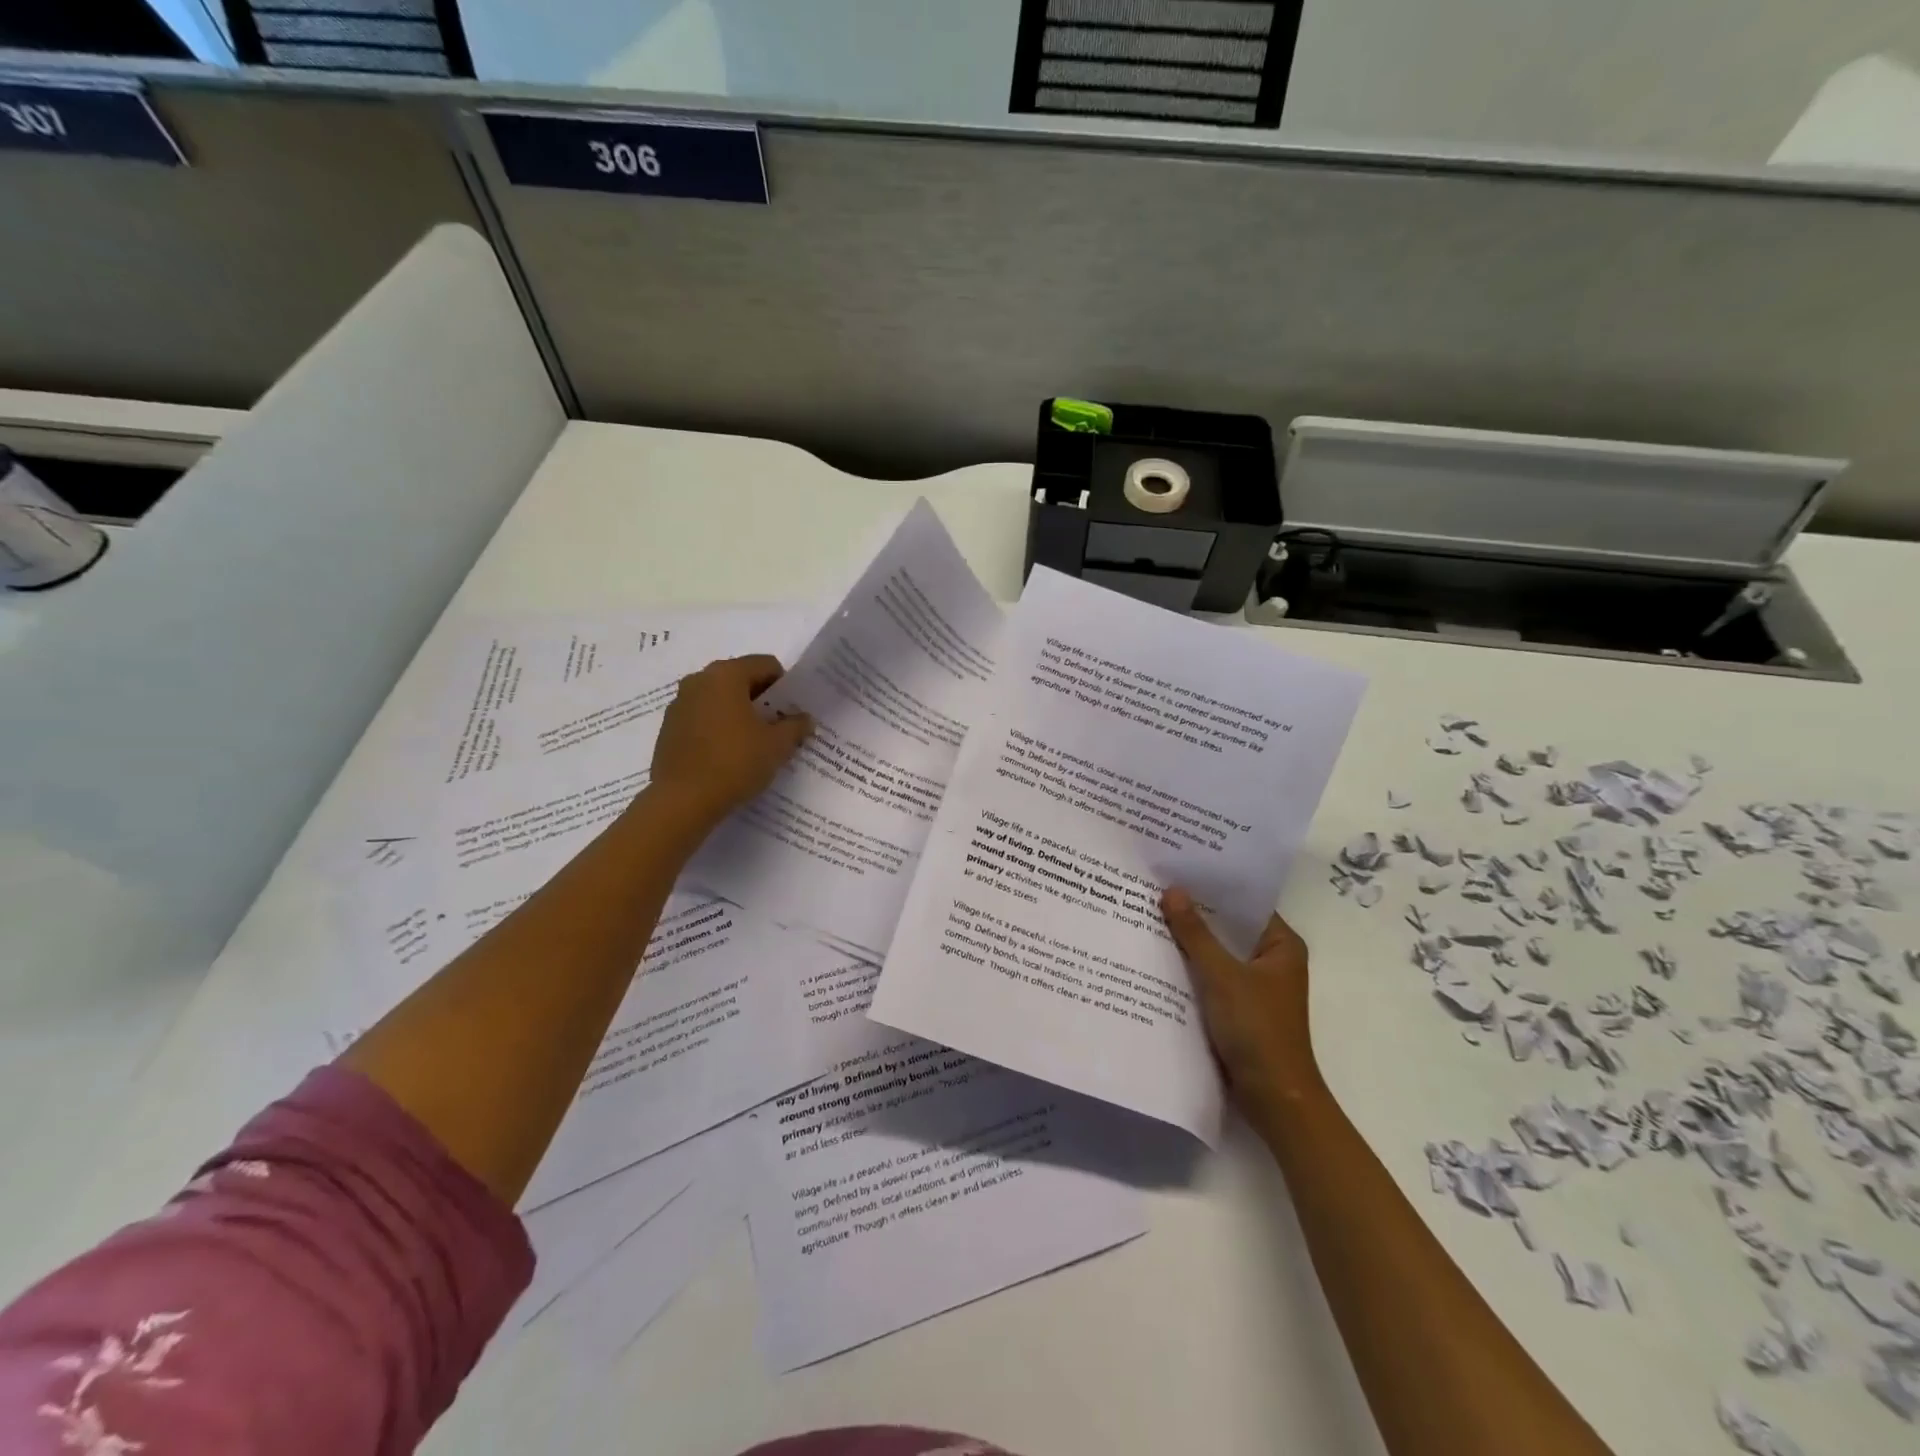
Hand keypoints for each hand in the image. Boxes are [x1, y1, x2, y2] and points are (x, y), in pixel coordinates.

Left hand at [649, 655, 812, 830]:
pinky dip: (719, 727)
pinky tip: (728, 755)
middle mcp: (699, 680)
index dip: (785, 686)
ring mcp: (680, 703)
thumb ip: (795, 726)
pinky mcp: (669, 728)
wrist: (683, 800)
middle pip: (741, 679)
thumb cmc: (735, 763)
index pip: (766, 665)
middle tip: (778, 727)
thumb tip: (804, 719)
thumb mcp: (777, 745)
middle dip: (762, 699)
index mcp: (726, 674)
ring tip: (754, 743)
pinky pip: (703, 717)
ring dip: (739, 713)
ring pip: (720, 699)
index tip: (793, 711)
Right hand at [1161, 888, 1319, 1119]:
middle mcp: (1271, 960)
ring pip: (1218, 954)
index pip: (1244, 903)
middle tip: (1155, 888)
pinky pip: (1212, 977)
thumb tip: (1172, 890)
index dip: (1213, 886)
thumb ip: (1195, 933)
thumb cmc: (1257, 1028)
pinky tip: (1159, 957)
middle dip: (1195, 913)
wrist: (1274, 1098)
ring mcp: (1255, 986)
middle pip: (1228, 927)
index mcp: (1281, 945)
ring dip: (1190, 942)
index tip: (1178, 868)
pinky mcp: (1239, 1009)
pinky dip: (1191, 968)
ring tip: (1150, 915)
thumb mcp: (1222, 975)